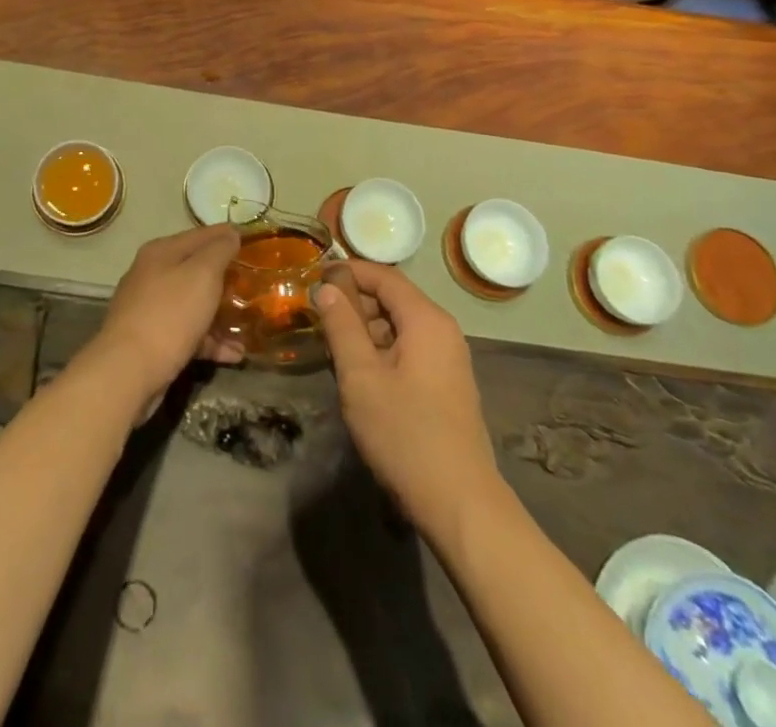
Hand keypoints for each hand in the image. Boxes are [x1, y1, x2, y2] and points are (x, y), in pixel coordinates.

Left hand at [82, 225, 244, 413]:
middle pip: (197, 270)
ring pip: (194, 304)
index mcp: (162, 252)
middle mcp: (153, 275)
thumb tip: (231, 233)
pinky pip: (189, 333)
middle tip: (257, 285)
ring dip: (222, 314)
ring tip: (251, 324)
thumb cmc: (170, 314)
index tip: (257, 243)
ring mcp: (151, 309)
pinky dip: (210, 341)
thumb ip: (219, 250)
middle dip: (227, 278)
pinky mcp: (153, 340)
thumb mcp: (202, 274)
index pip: (202, 235)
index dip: (229, 236)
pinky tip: (235, 354)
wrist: (128, 371)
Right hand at [314, 260, 500, 536]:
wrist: (461, 504)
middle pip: (393, 299)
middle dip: (354, 303)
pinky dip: (382, 351)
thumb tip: (326, 287)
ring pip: (400, 326)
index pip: (384, 276)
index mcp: (426, 319)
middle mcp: (443, 330)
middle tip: (318, 319)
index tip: (314, 276)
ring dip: (365, 330)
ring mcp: (449, 359)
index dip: (348, 271)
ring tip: (332, 349)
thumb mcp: (361, 376)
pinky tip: (359, 376)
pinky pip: (409, 350)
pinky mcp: (447, 385)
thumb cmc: (405, 434)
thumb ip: (341, 326)